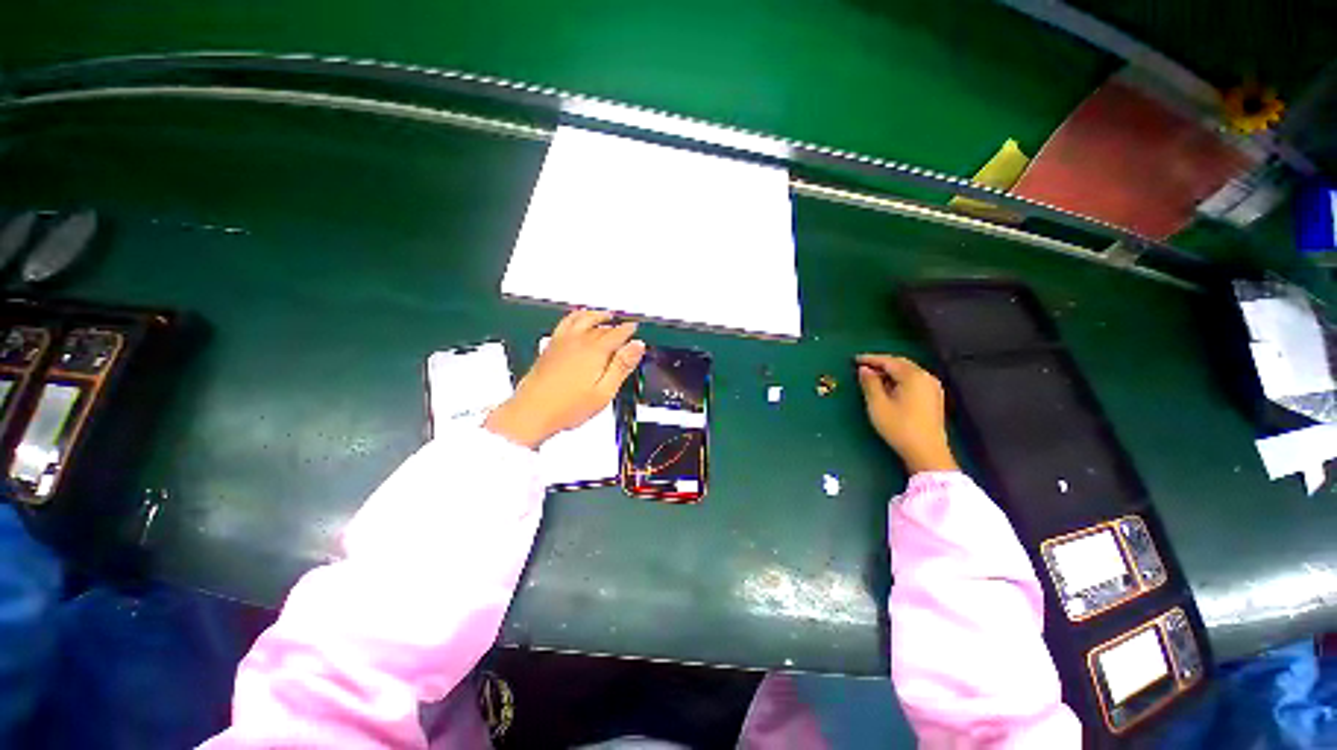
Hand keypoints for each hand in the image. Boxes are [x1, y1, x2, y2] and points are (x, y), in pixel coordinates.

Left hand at [485, 310, 645, 448]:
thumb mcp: (605, 391)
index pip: (617, 333)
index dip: (628, 330)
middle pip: (601, 326)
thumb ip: (622, 366)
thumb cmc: (568, 407)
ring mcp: (561, 342)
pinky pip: (565, 322)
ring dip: (595, 315)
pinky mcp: (550, 347)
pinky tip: (576, 319)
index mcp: (595, 351)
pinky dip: (575, 316)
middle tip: (623, 326)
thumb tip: (637, 346)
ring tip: (604, 314)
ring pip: (582, 319)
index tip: (635, 328)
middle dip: (615, 325)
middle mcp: (578, 341)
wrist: (532, 412)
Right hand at [856, 354, 958, 473]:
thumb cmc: (899, 427)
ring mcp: (932, 387)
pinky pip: (914, 380)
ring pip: (908, 372)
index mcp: (913, 376)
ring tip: (873, 377)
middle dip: (881, 363)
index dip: (870, 359)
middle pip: (901, 363)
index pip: (888, 361)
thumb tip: (864, 369)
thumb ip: (869, 383)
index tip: (855, 359)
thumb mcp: (877, 404)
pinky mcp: (934, 398)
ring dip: (890, 371)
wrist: (927, 452)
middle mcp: (926, 377)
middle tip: (863, 366)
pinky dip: (899, 379)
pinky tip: (889, 387)